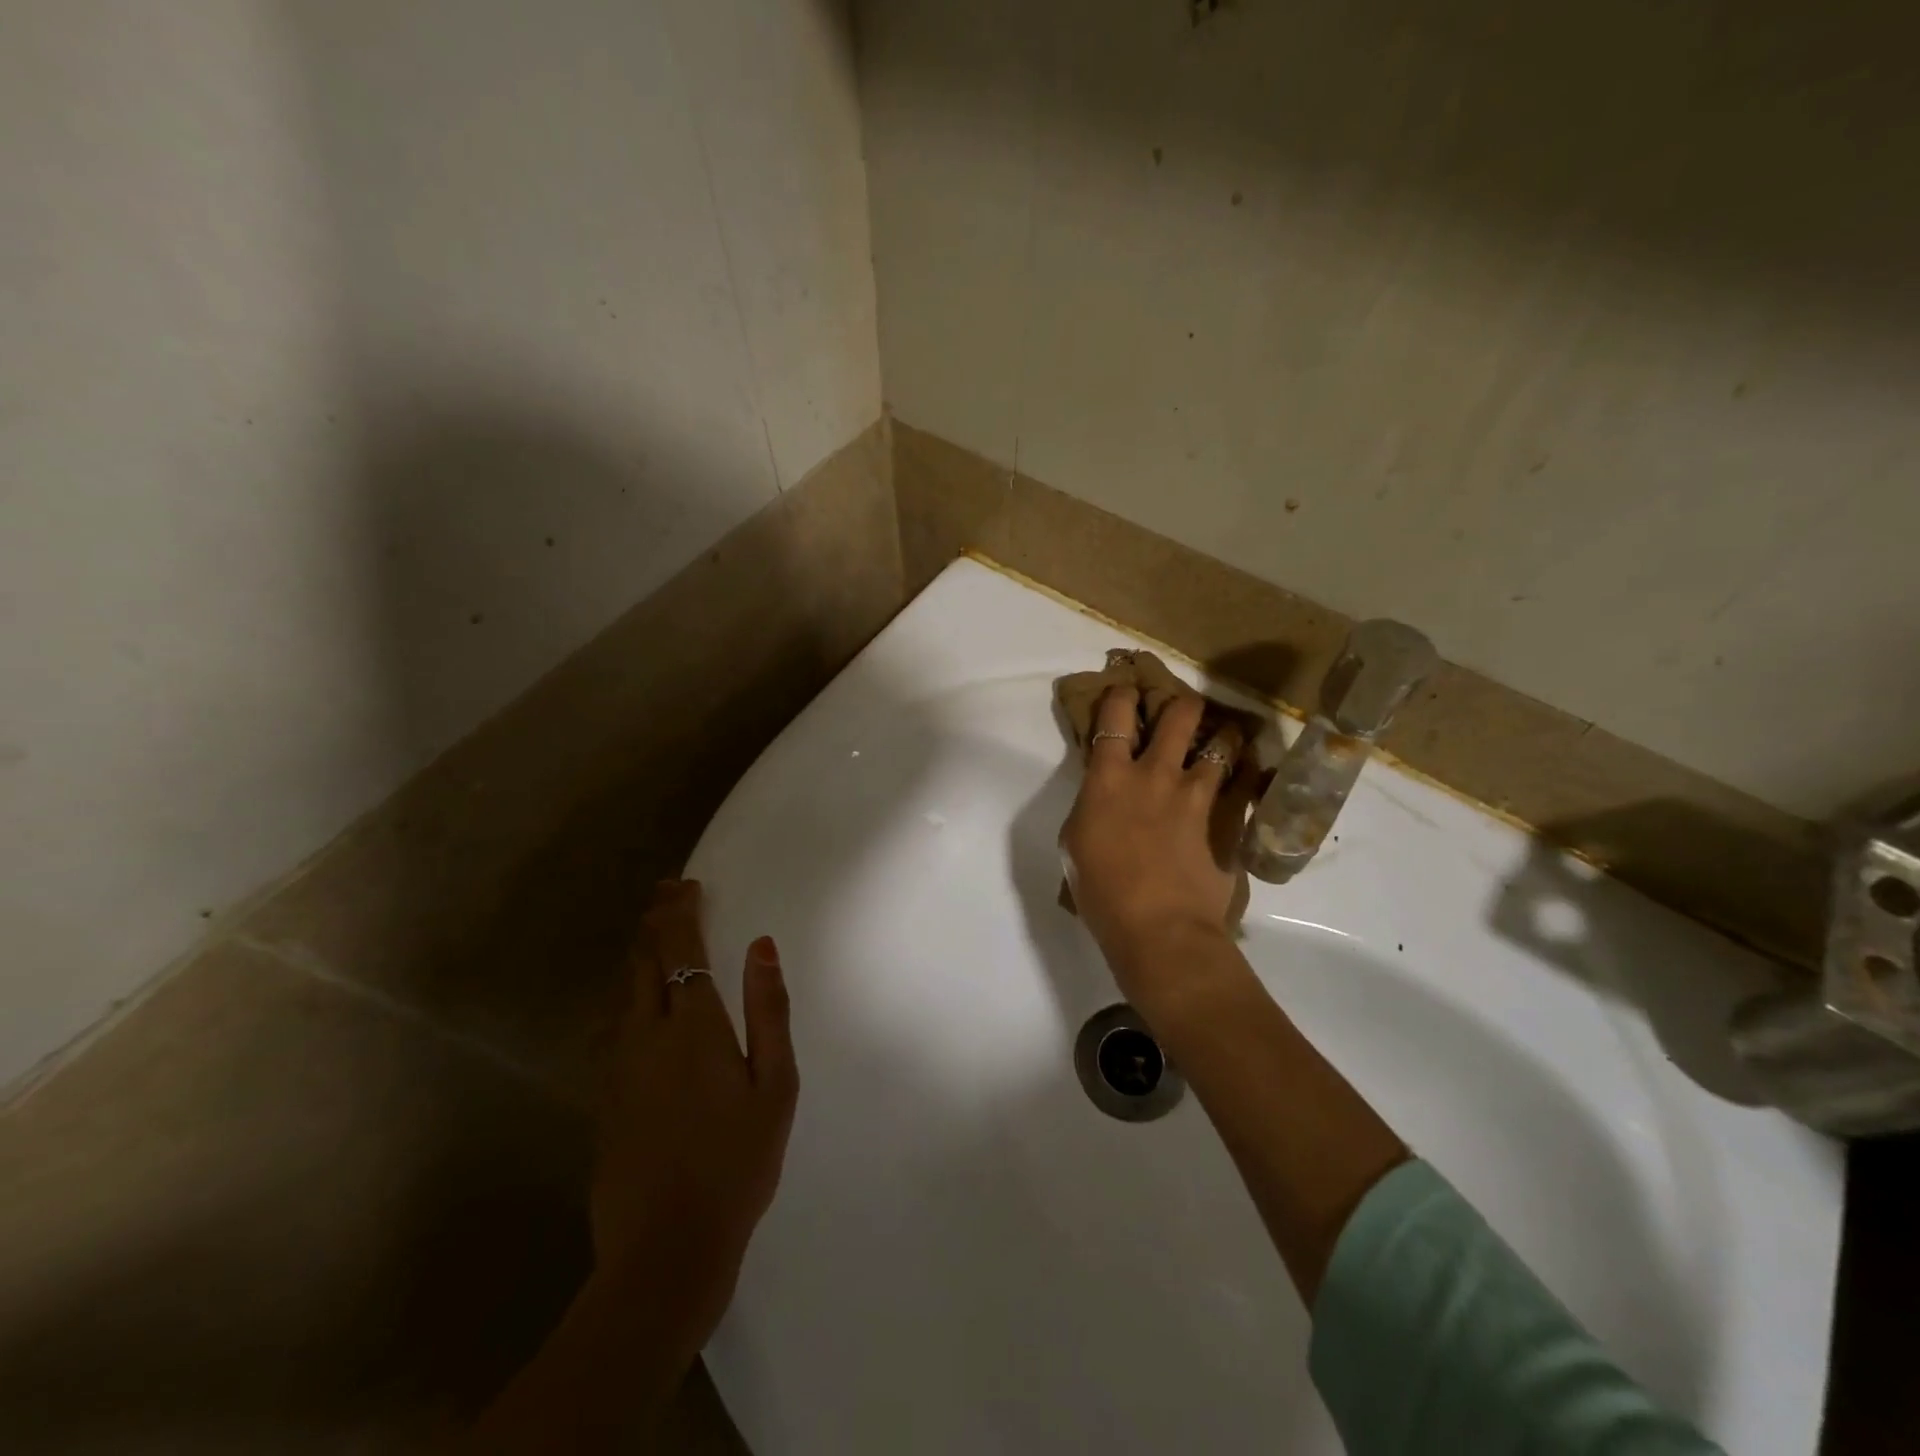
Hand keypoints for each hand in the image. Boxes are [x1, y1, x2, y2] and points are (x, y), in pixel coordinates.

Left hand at [591, 880, 797, 1339]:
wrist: (665, 1250)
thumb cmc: (737, 1163)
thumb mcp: (776, 1085)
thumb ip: (768, 1009)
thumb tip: (762, 944)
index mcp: (693, 1025)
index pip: (680, 948)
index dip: (679, 911)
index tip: (685, 884)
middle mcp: (646, 1034)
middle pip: (642, 962)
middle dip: (654, 922)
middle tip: (666, 894)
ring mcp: (618, 1067)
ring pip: (622, 992)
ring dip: (637, 956)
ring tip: (652, 936)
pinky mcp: (604, 1097)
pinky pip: (614, 1025)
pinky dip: (627, 994)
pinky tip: (635, 1003)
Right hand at [1059, 688, 1259, 1006]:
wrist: (1158, 927)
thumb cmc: (1101, 890)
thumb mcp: (1074, 844)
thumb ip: (1090, 809)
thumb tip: (1103, 800)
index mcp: (1109, 778)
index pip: (1114, 716)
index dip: (1121, 695)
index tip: (1125, 690)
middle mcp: (1155, 774)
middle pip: (1178, 715)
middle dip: (1181, 703)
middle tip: (1182, 709)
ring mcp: (1195, 795)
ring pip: (1221, 743)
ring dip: (1223, 735)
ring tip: (1226, 736)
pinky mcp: (1226, 820)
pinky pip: (1245, 784)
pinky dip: (1248, 773)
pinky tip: (1251, 771)